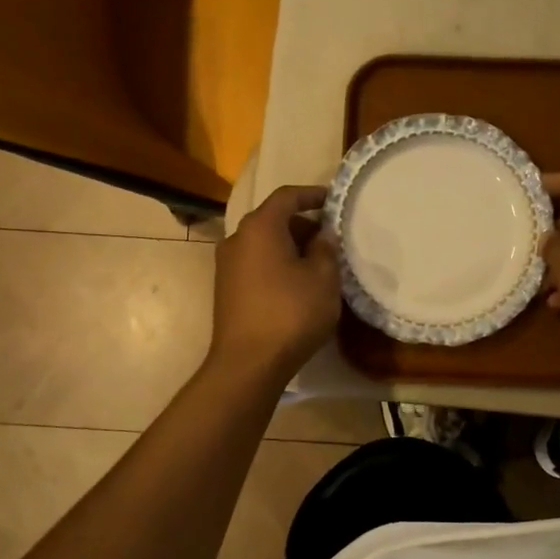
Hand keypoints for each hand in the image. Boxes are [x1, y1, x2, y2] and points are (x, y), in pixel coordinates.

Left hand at [208, 185, 341, 382]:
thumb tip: (321, 236)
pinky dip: (277, 265)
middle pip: (273, 220)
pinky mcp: (226, 289)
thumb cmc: (290, 313)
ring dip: (290, 247)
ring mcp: (227, 265)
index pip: (287, 196)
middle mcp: (237, 239)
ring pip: (264, 244)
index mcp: (260, 227)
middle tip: (331, 240)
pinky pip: (256, 264)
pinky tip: (297, 286)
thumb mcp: (323, 278)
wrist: (248, 363)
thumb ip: (326, 249)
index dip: (312, 195)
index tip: (333, 201)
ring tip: (318, 265)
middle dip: (303, 225)